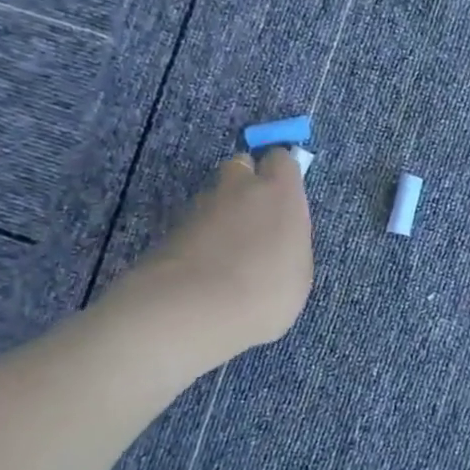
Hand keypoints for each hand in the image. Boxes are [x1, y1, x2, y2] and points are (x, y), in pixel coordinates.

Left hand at [112, 148, 313, 367]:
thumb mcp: (298, 271)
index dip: (281, 174)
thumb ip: (289, 242)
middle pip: (241, 167)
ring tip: (229, 252)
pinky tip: (207, 268)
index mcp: (279, 192)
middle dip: (246, 184)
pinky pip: (194, 223)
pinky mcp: (171, 229)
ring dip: (222, 213)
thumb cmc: (265, 290)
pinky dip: (201, 238)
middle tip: (255, 219)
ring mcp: (200, 206)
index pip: (280, 159)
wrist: (193, 309)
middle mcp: (239, 188)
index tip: (285, 196)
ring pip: (215, 196)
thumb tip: (277, 238)